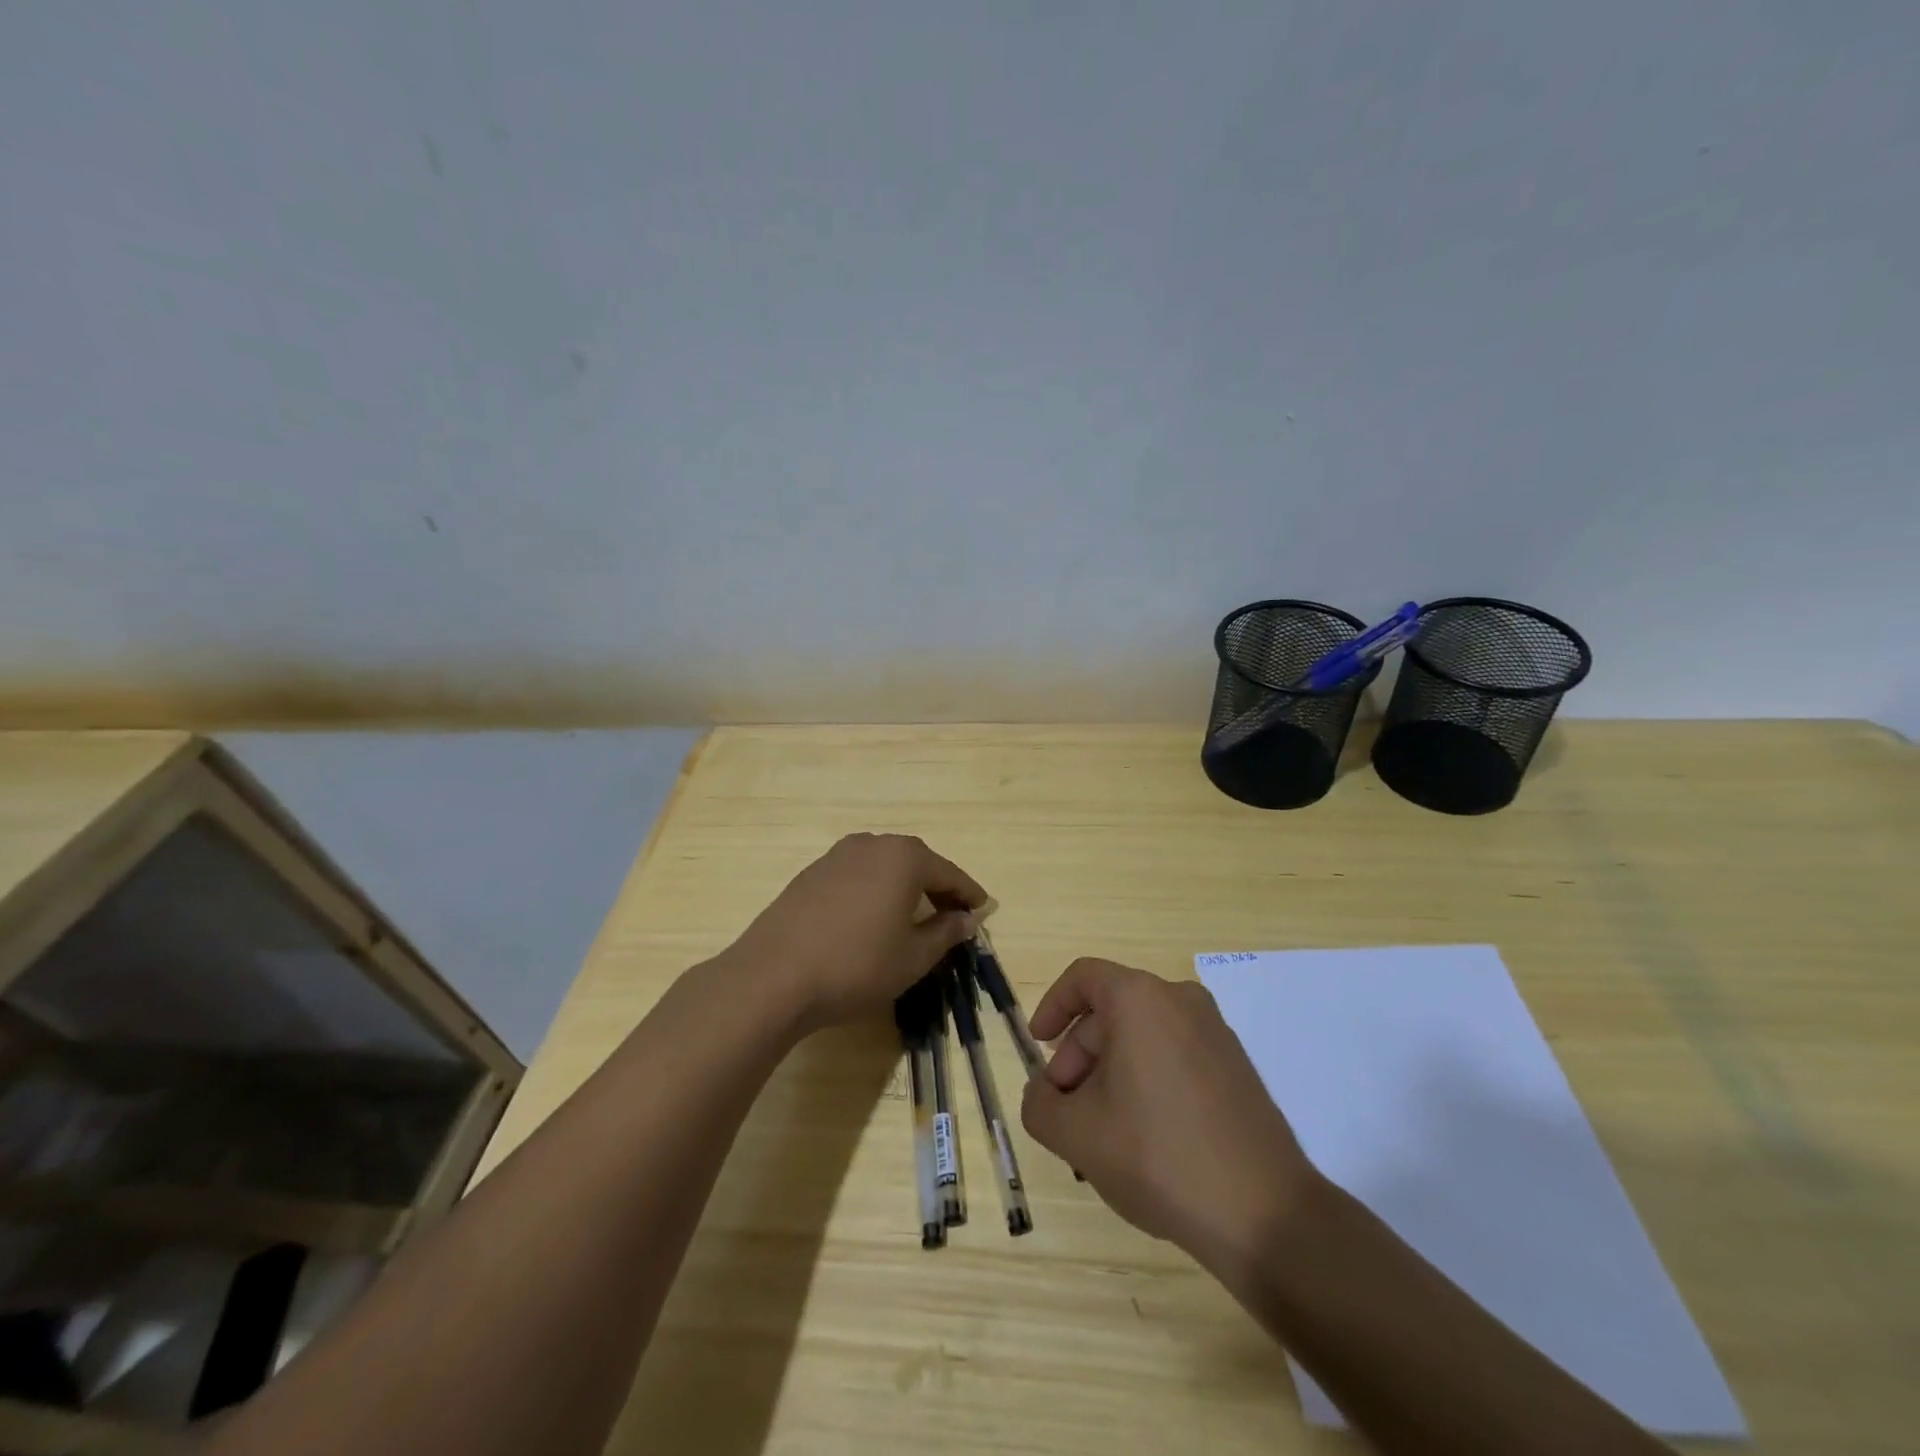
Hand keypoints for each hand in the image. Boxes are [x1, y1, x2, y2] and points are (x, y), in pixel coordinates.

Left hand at [725, 833, 986, 1030]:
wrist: (773, 976)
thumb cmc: (857, 965)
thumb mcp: (913, 957)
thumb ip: (946, 932)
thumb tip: (966, 919)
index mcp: (905, 858)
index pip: (949, 873)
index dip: (969, 894)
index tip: (983, 910)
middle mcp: (872, 844)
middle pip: (917, 863)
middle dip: (937, 887)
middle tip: (952, 915)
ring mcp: (837, 855)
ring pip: (884, 867)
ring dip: (904, 887)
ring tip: (913, 917)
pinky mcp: (811, 873)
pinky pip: (857, 875)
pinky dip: (874, 890)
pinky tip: (871, 918)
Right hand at [1020, 959, 1322, 1274]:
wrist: (1265, 1214)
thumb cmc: (1159, 1156)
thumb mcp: (1077, 1135)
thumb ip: (1040, 1104)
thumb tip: (1043, 1093)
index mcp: (1141, 999)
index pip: (1083, 978)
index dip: (1052, 1006)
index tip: (1038, 1046)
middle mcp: (1180, 1000)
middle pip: (1111, 1011)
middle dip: (1079, 1055)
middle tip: (1066, 1109)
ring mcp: (1215, 1032)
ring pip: (1142, 1036)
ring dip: (1110, 1072)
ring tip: (1101, 1131)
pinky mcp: (1235, 1065)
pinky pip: (1174, 1054)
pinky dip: (1146, 1079)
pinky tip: (1143, 1137)